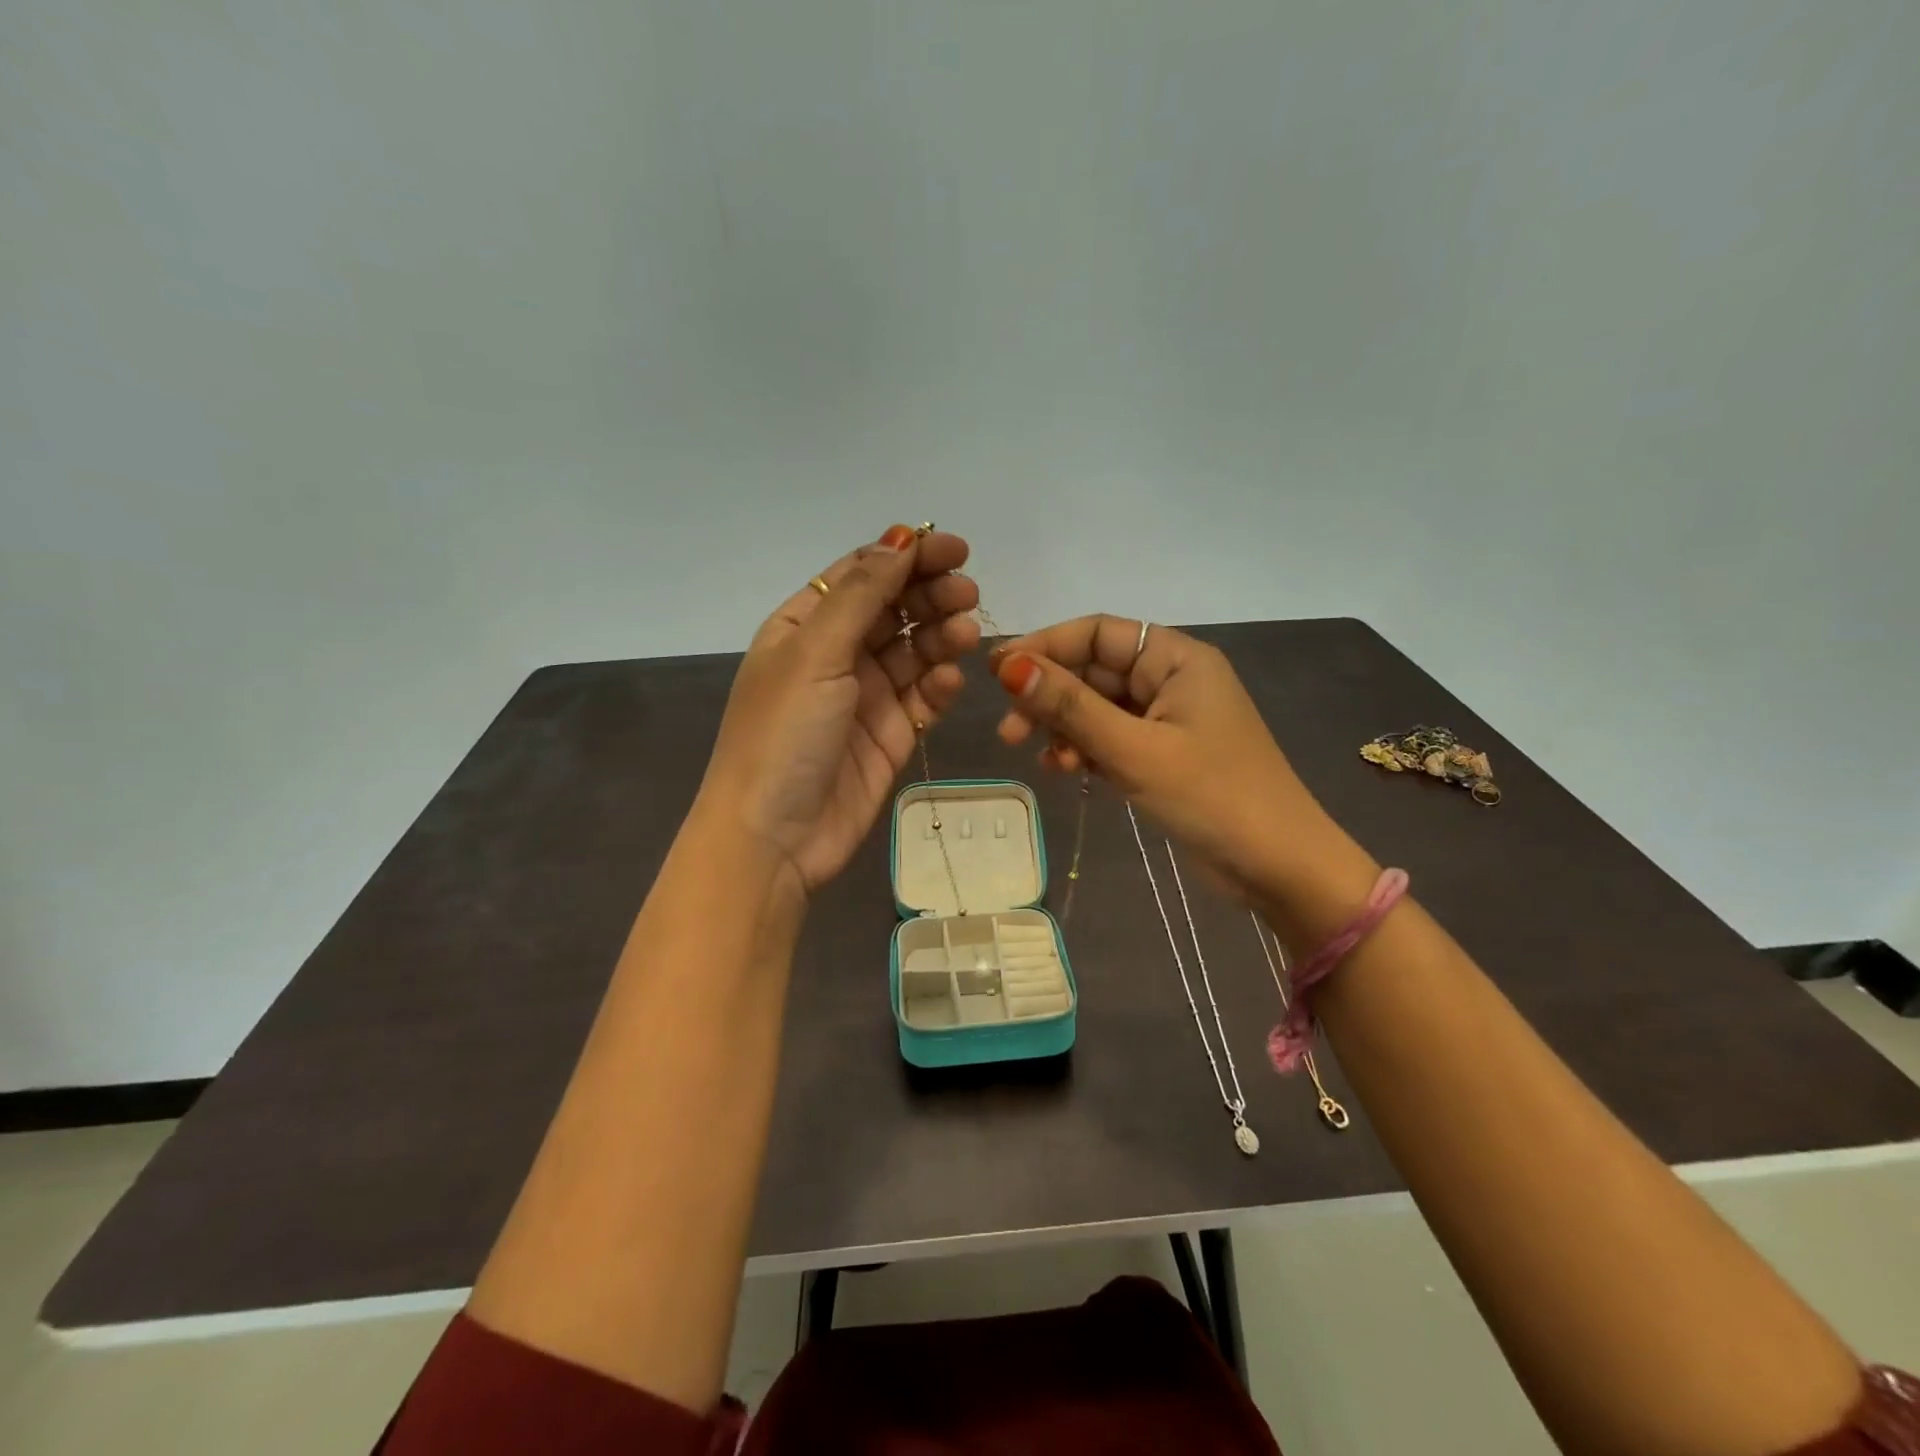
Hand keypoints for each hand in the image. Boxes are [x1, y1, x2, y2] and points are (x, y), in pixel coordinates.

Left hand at [699, 526, 979, 897]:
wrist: (773, 839)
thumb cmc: (782, 735)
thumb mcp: (814, 653)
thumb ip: (861, 595)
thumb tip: (900, 537)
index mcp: (804, 626)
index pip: (862, 575)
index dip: (907, 556)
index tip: (956, 549)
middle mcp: (835, 656)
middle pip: (894, 609)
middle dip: (931, 596)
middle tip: (968, 594)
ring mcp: (865, 697)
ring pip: (915, 651)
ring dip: (942, 636)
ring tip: (966, 634)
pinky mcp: (891, 735)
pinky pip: (924, 698)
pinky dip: (940, 685)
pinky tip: (950, 681)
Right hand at [988, 617, 1374, 914]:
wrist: (1279, 867)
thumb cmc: (1213, 797)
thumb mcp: (1134, 749)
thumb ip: (1071, 707)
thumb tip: (1009, 667)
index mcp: (1177, 659)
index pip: (1099, 633)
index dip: (1046, 646)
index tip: (997, 670)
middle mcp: (1170, 680)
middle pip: (1093, 672)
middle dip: (1049, 697)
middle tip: (1010, 730)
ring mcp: (1166, 720)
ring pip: (1097, 709)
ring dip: (1063, 727)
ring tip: (1035, 754)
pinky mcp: (1161, 756)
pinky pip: (1110, 740)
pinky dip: (1084, 750)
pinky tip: (1062, 769)